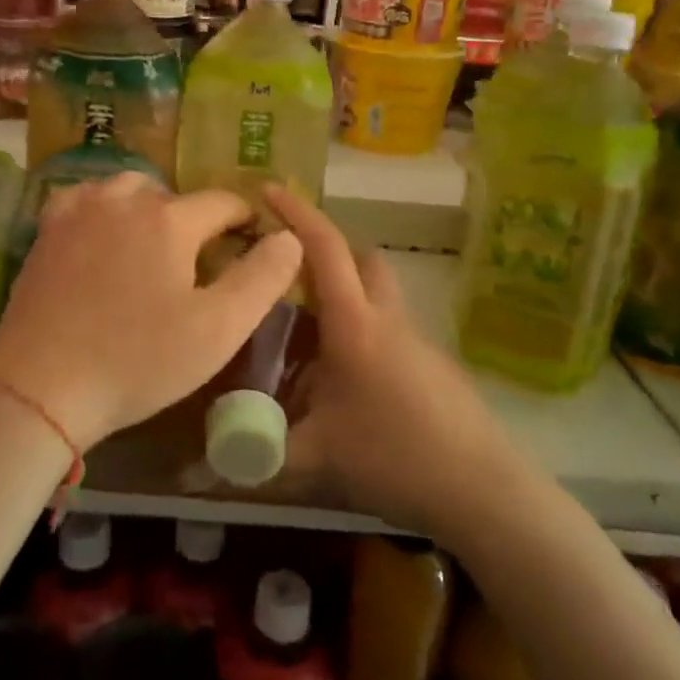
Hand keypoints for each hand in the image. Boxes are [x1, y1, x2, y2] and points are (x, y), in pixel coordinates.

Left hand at [0, 173, 302, 448]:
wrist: (40, 386)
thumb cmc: (137, 361)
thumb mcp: (218, 329)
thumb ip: (262, 278)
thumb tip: (290, 236)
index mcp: (169, 219)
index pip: (222, 202)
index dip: (243, 220)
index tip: (251, 242)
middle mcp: (123, 199)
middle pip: (174, 195)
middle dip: (194, 219)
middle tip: (198, 262)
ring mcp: (79, 211)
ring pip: (127, 189)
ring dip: (148, 209)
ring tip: (153, 248)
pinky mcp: (46, 231)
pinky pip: (85, 199)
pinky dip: (103, 209)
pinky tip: (103, 236)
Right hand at [268, 186, 516, 533]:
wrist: (482, 489)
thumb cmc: (393, 457)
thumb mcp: (315, 456)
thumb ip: (257, 454)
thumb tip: (197, 471)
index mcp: (354, 324)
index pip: (324, 247)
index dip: (295, 212)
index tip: (267, 189)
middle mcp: (388, 319)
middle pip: (363, 259)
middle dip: (328, 250)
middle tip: (290, 273)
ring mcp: (418, 342)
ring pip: (380, 295)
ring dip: (347, 295)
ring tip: (308, 337)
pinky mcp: (435, 367)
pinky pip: (392, 331)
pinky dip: (365, 334)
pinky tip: (347, 382)